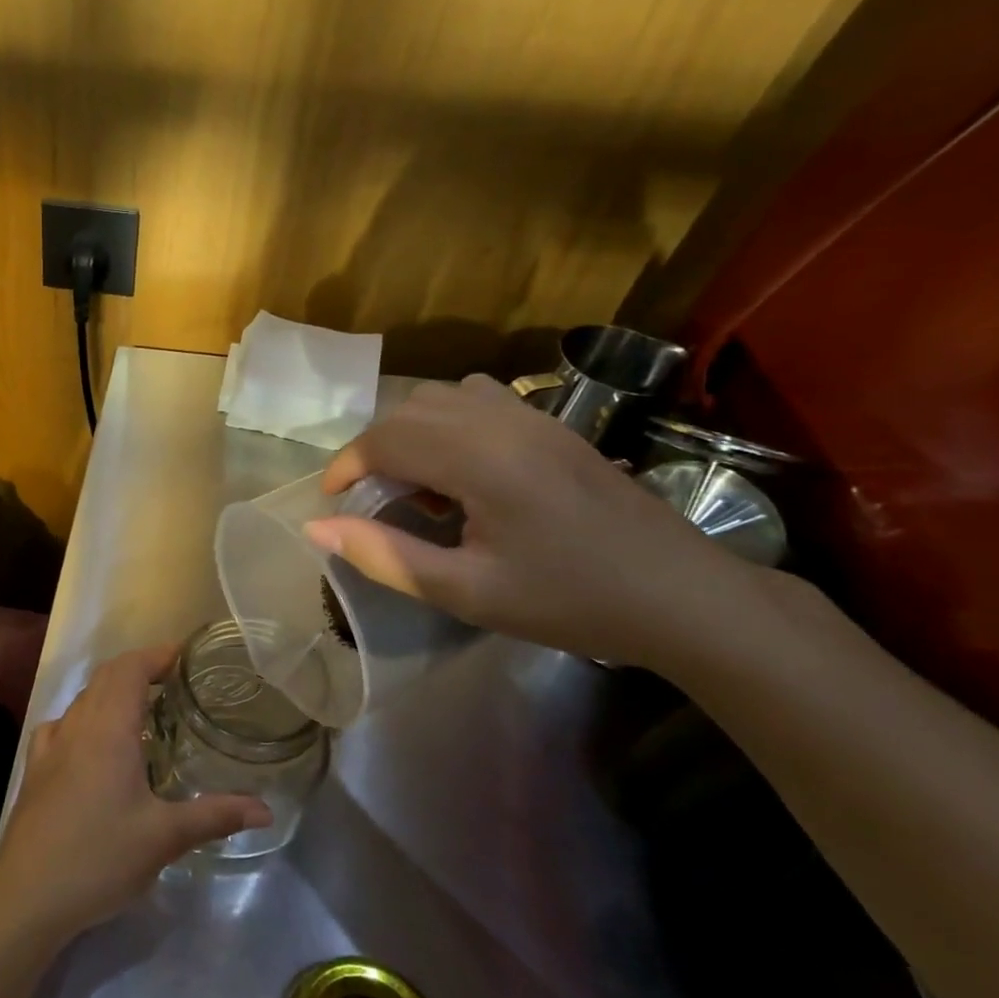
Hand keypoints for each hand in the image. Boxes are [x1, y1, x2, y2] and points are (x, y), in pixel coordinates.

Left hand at [0, 645, 270, 945]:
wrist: (27, 895)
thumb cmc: (100, 858)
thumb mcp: (164, 838)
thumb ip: (215, 817)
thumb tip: (265, 809)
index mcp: (109, 730)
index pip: (130, 669)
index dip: (156, 655)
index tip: (184, 656)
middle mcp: (78, 726)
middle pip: (106, 676)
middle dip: (138, 667)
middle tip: (172, 679)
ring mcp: (51, 746)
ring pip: (83, 699)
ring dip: (111, 690)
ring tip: (140, 708)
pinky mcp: (35, 769)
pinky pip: (60, 725)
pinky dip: (83, 717)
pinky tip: (90, 741)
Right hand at [304, 375, 760, 671]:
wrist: (682, 597)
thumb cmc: (570, 601)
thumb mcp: (466, 592)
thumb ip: (385, 555)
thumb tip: (316, 528)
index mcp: (480, 460)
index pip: (385, 438)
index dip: (345, 466)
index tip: (332, 503)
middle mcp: (503, 422)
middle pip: (408, 410)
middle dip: (372, 450)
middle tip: (370, 501)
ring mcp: (533, 417)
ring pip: (442, 397)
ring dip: (409, 430)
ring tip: (413, 483)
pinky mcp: (554, 425)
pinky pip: (478, 399)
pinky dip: (447, 422)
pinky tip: (459, 468)